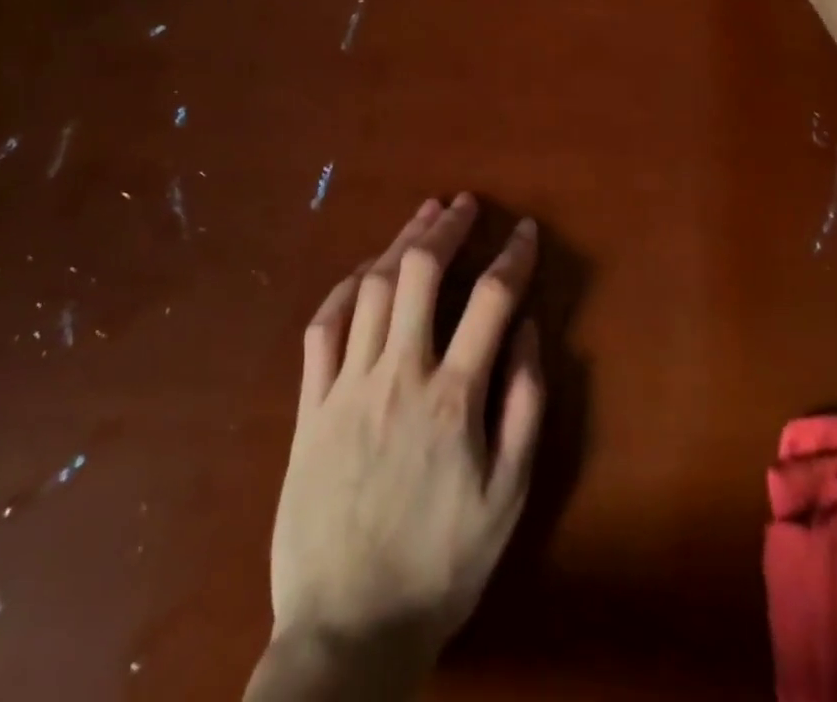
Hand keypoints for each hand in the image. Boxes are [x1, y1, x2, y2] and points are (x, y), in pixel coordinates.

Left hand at [250, 194, 542, 700]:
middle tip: (464, 204)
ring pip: (371, 289)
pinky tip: (363, 272)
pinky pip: (322, 329)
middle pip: (418, 273)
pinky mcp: (309, 408)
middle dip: (445, 227)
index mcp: (452, 398)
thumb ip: (524, 405)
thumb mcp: (508, 497)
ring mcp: (346, 387)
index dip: (514, 255)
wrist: (348, 632)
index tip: (526, 230)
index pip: (490, 300)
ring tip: (423, 217)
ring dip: (399, 243)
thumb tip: (527, 329)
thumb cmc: (441, 566)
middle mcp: (397, 375)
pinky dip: (344, 289)